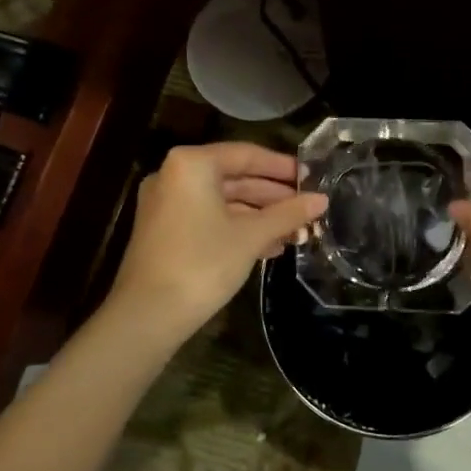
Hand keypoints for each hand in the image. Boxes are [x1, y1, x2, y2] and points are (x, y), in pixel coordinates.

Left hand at [105, 143, 328, 344]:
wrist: (147, 315)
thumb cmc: (203, 263)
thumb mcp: (251, 236)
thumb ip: (288, 214)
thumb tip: (322, 199)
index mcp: (192, 164)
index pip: (246, 154)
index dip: (282, 167)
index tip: (311, 178)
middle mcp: (174, 175)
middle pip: (234, 177)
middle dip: (273, 196)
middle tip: (307, 208)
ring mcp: (166, 203)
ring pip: (223, 201)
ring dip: (259, 216)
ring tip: (296, 232)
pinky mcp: (165, 230)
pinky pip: (208, 218)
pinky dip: (237, 227)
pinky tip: (269, 246)